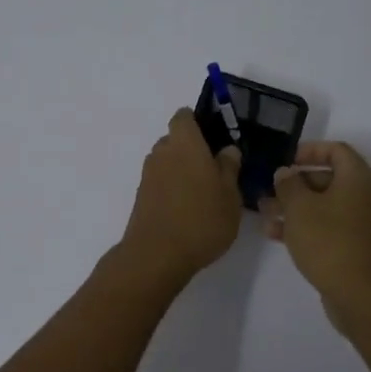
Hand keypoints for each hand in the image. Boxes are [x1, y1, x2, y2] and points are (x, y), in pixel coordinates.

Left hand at [116, 109, 243, 284]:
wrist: (157, 255)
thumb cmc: (201, 219)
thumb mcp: (229, 194)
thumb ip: (228, 168)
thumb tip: (227, 150)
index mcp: (185, 143)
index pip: (184, 116)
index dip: (197, 122)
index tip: (214, 138)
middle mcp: (162, 152)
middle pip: (175, 140)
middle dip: (192, 149)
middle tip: (214, 170)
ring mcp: (148, 175)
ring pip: (166, 162)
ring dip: (181, 170)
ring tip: (202, 193)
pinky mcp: (141, 197)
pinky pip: (160, 182)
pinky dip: (171, 188)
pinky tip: (187, 210)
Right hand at [262, 141, 370, 307]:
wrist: (362, 295)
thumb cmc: (329, 241)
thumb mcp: (300, 208)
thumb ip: (288, 185)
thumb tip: (285, 173)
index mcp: (358, 178)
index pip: (336, 150)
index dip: (309, 150)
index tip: (286, 160)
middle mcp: (366, 196)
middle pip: (328, 179)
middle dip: (295, 184)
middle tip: (269, 191)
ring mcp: (363, 223)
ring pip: (325, 205)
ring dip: (295, 207)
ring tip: (264, 213)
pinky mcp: (357, 246)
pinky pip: (329, 226)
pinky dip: (306, 226)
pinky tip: (276, 235)